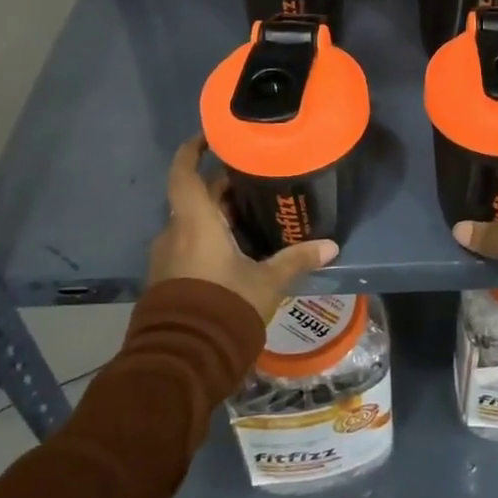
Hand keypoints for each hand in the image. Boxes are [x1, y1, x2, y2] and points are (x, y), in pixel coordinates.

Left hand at [148, 137, 337, 323]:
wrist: (182, 361)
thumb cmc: (224, 307)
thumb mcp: (267, 282)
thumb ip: (296, 260)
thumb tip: (331, 246)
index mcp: (195, 223)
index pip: (184, 173)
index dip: (192, 150)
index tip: (210, 136)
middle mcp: (175, 233)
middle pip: (196, 199)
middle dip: (222, 189)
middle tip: (255, 183)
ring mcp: (166, 258)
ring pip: (192, 224)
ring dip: (216, 217)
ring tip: (251, 217)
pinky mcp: (166, 280)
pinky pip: (187, 247)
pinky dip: (208, 240)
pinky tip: (236, 252)